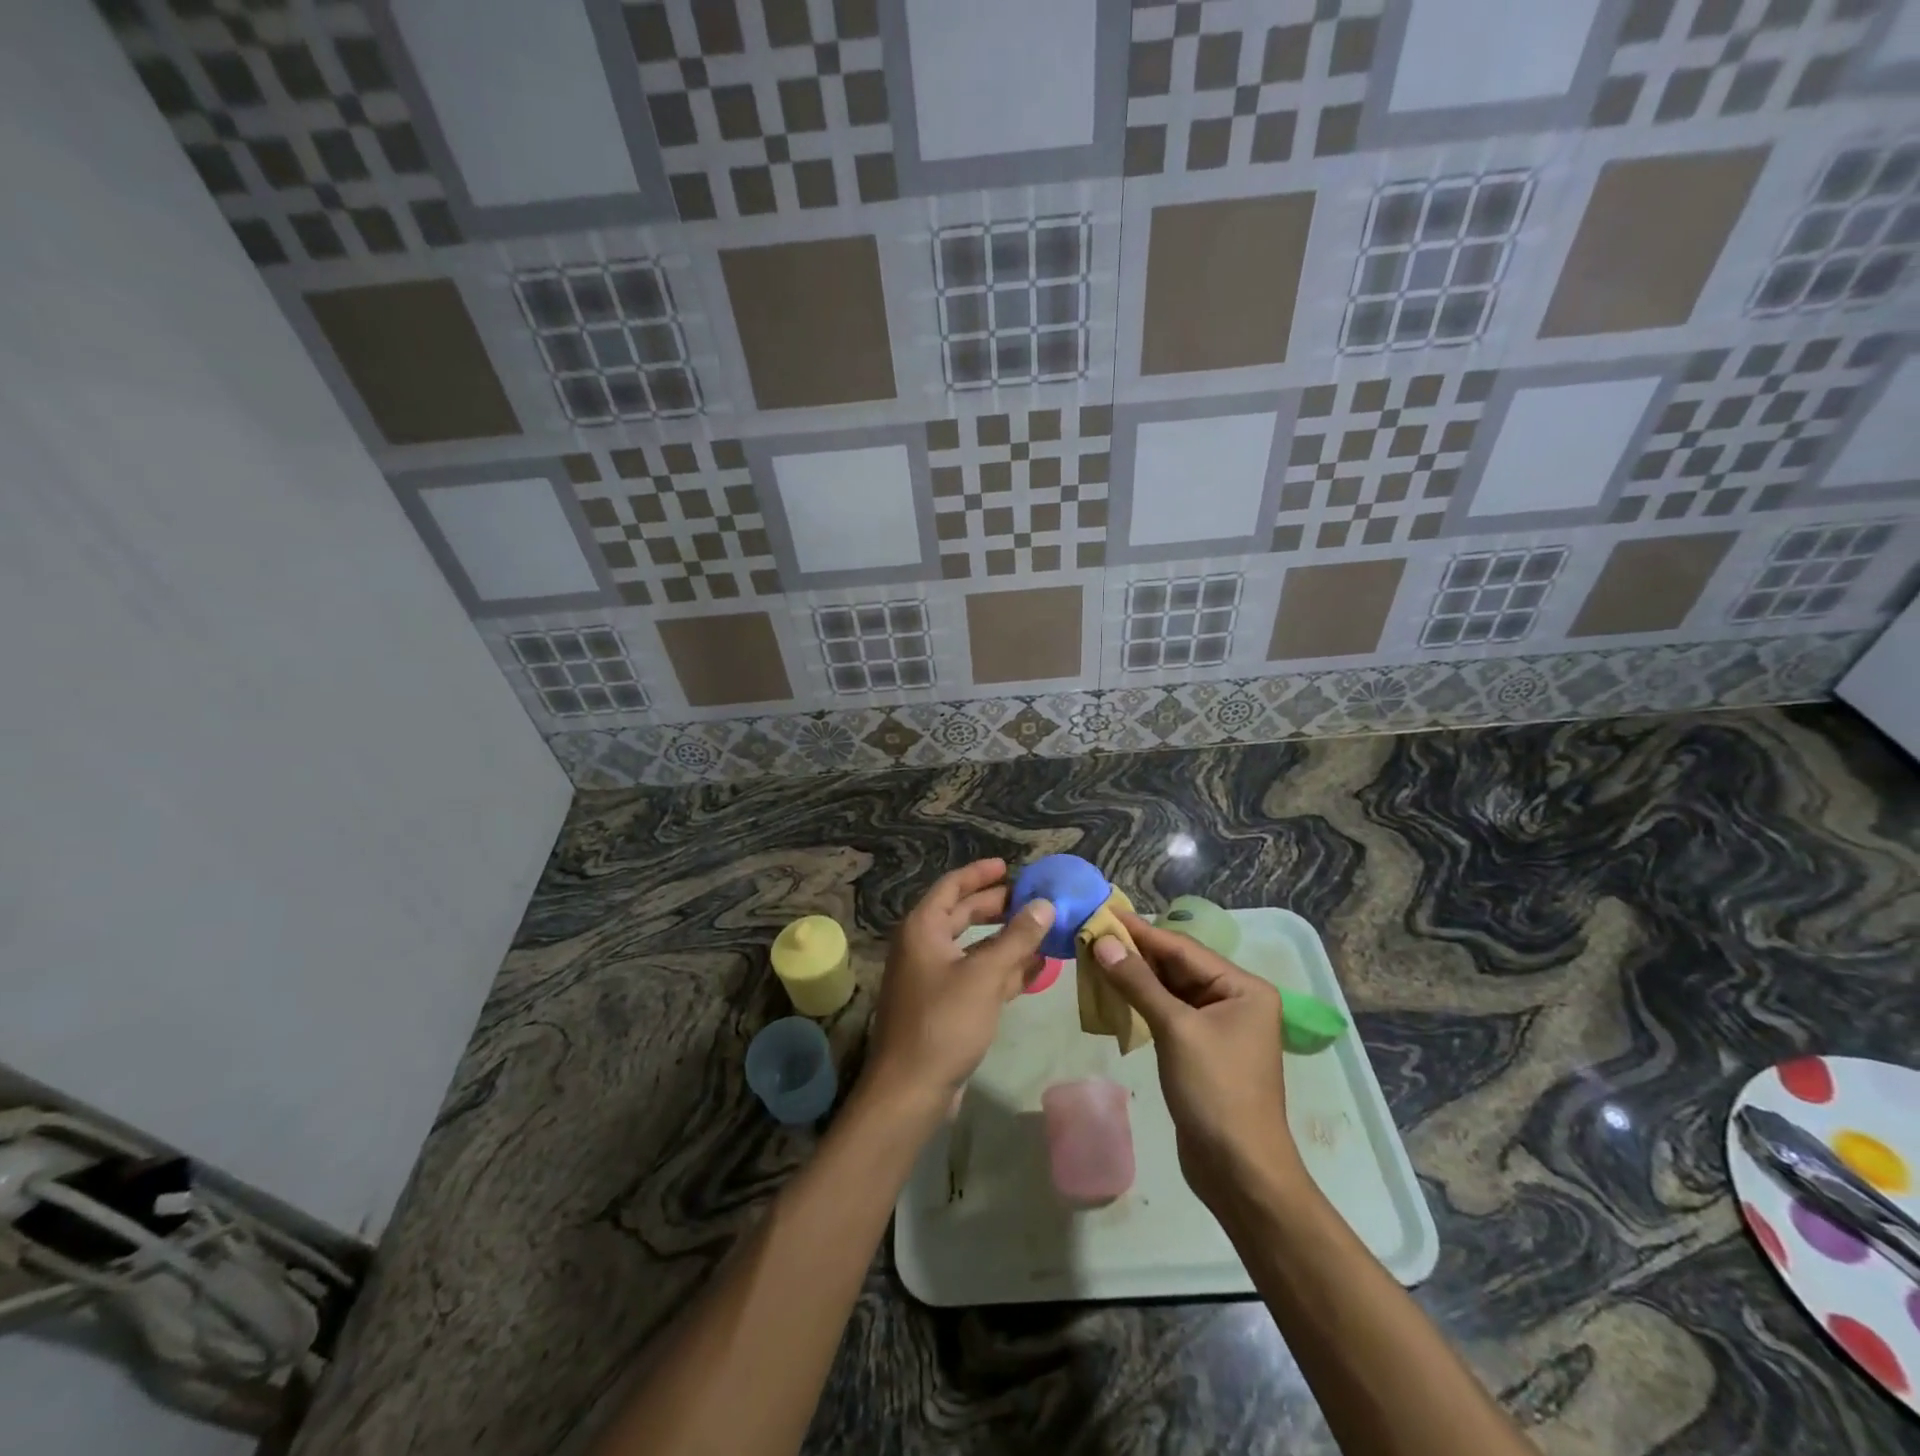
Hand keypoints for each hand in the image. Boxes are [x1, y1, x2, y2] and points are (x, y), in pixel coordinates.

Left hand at [862, 858, 1054, 1125]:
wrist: (911, 1089)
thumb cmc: (943, 1022)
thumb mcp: (984, 975)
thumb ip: (1016, 938)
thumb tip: (1044, 905)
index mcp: (923, 928)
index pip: (952, 886)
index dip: (980, 873)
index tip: (1008, 866)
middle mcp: (924, 946)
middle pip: (963, 914)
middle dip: (998, 906)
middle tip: (1033, 899)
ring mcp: (933, 978)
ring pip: (974, 948)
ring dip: (1007, 940)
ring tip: (1043, 931)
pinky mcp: (945, 1006)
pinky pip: (977, 977)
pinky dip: (1003, 970)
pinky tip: (1036, 969)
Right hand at [1092, 911, 1306, 1207]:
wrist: (1239, 1171)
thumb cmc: (1215, 1092)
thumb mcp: (1175, 1030)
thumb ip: (1138, 982)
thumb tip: (1103, 942)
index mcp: (1243, 988)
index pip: (1183, 948)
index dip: (1141, 931)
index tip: (1104, 913)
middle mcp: (1235, 999)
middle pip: (1177, 966)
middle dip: (1135, 954)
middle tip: (1092, 935)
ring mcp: (1219, 1026)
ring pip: (1170, 990)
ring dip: (1135, 978)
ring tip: (1094, 958)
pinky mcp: (1202, 1049)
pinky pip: (1168, 1013)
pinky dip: (1142, 1003)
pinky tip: (1113, 994)